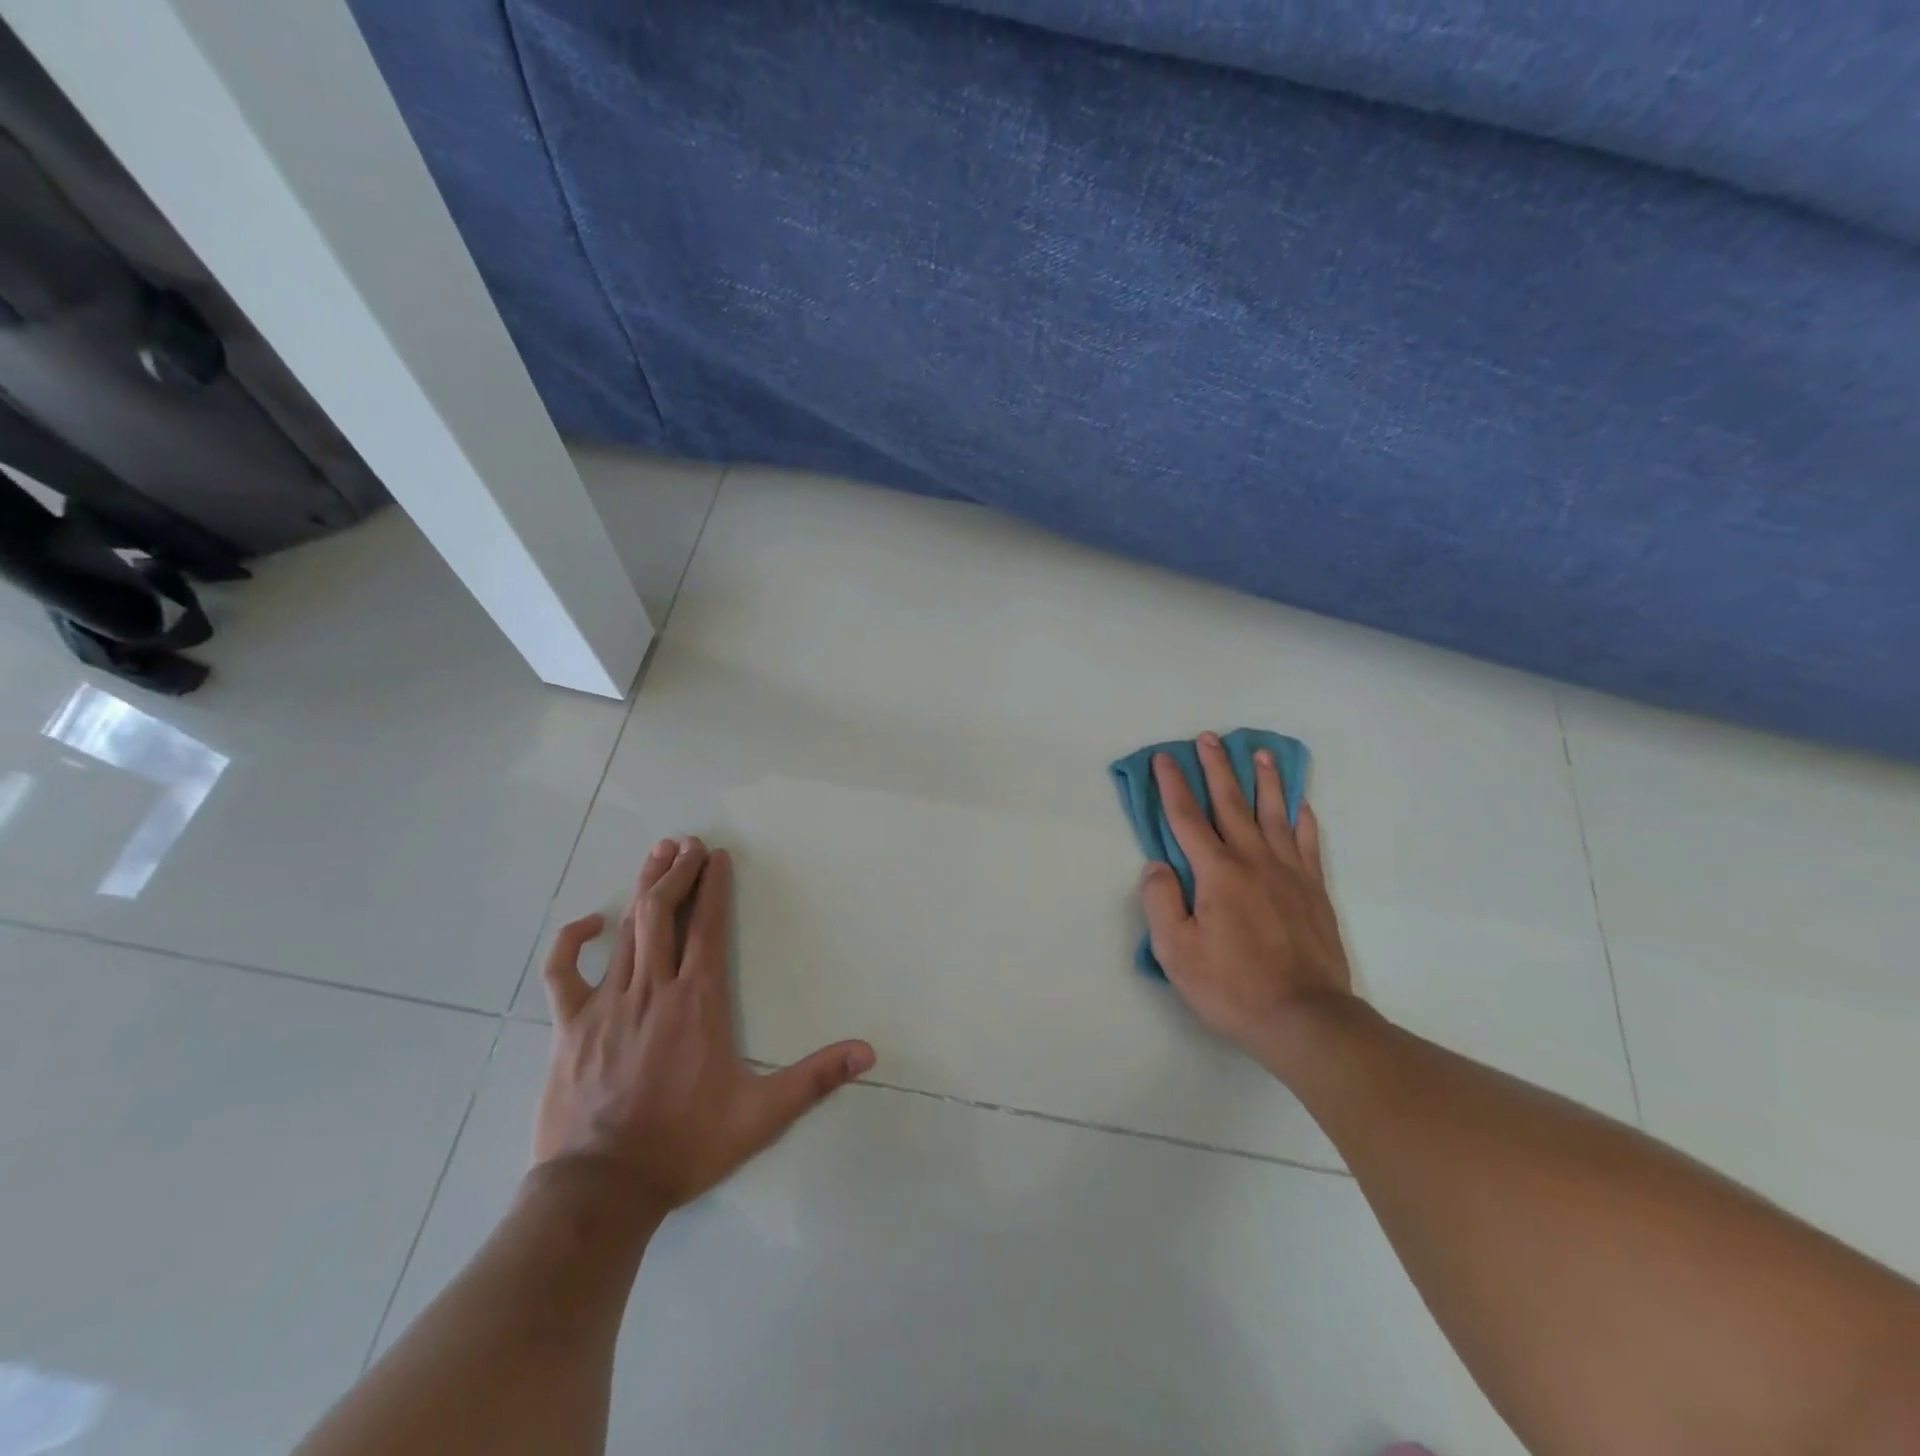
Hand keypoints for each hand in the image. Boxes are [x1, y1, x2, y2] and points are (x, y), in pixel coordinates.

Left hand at [534, 837, 875, 1219]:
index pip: (707, 927)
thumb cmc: (684, 1146)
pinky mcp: (568, 1026)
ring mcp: (605, 1004)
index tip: (717, 856)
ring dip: (642, 888)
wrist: (601, 1191)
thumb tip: (868, 1052)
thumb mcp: (761, 1116)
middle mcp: (652, 990)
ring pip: (625, 930)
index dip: (713, 886)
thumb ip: (815, 1079)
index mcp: (697, 1002)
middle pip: (662, 914)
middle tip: (688, 843)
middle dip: (677, 872)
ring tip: (657, 854)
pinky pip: (562, 971)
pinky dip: (572, 941)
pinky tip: (589, 922)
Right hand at [1139, 733, 1355, 1061]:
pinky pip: (1307, 842)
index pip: (1187, 818)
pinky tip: (1300, 802)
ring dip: (1263, 780)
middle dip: (1216, 768)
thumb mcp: (1176, 952)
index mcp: (1216, 872)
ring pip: (1273, 813)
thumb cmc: (1232, 986)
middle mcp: (1253, 860)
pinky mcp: (1314, 889)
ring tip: (1259, 753)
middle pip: (1231, 803)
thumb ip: (1161, 902)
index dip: (1173, 785)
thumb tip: (1157, 865)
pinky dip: (1302, 817)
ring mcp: (1289, 872)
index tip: (1164, 758)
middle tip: (1209, 738)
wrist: (1305, 1018)